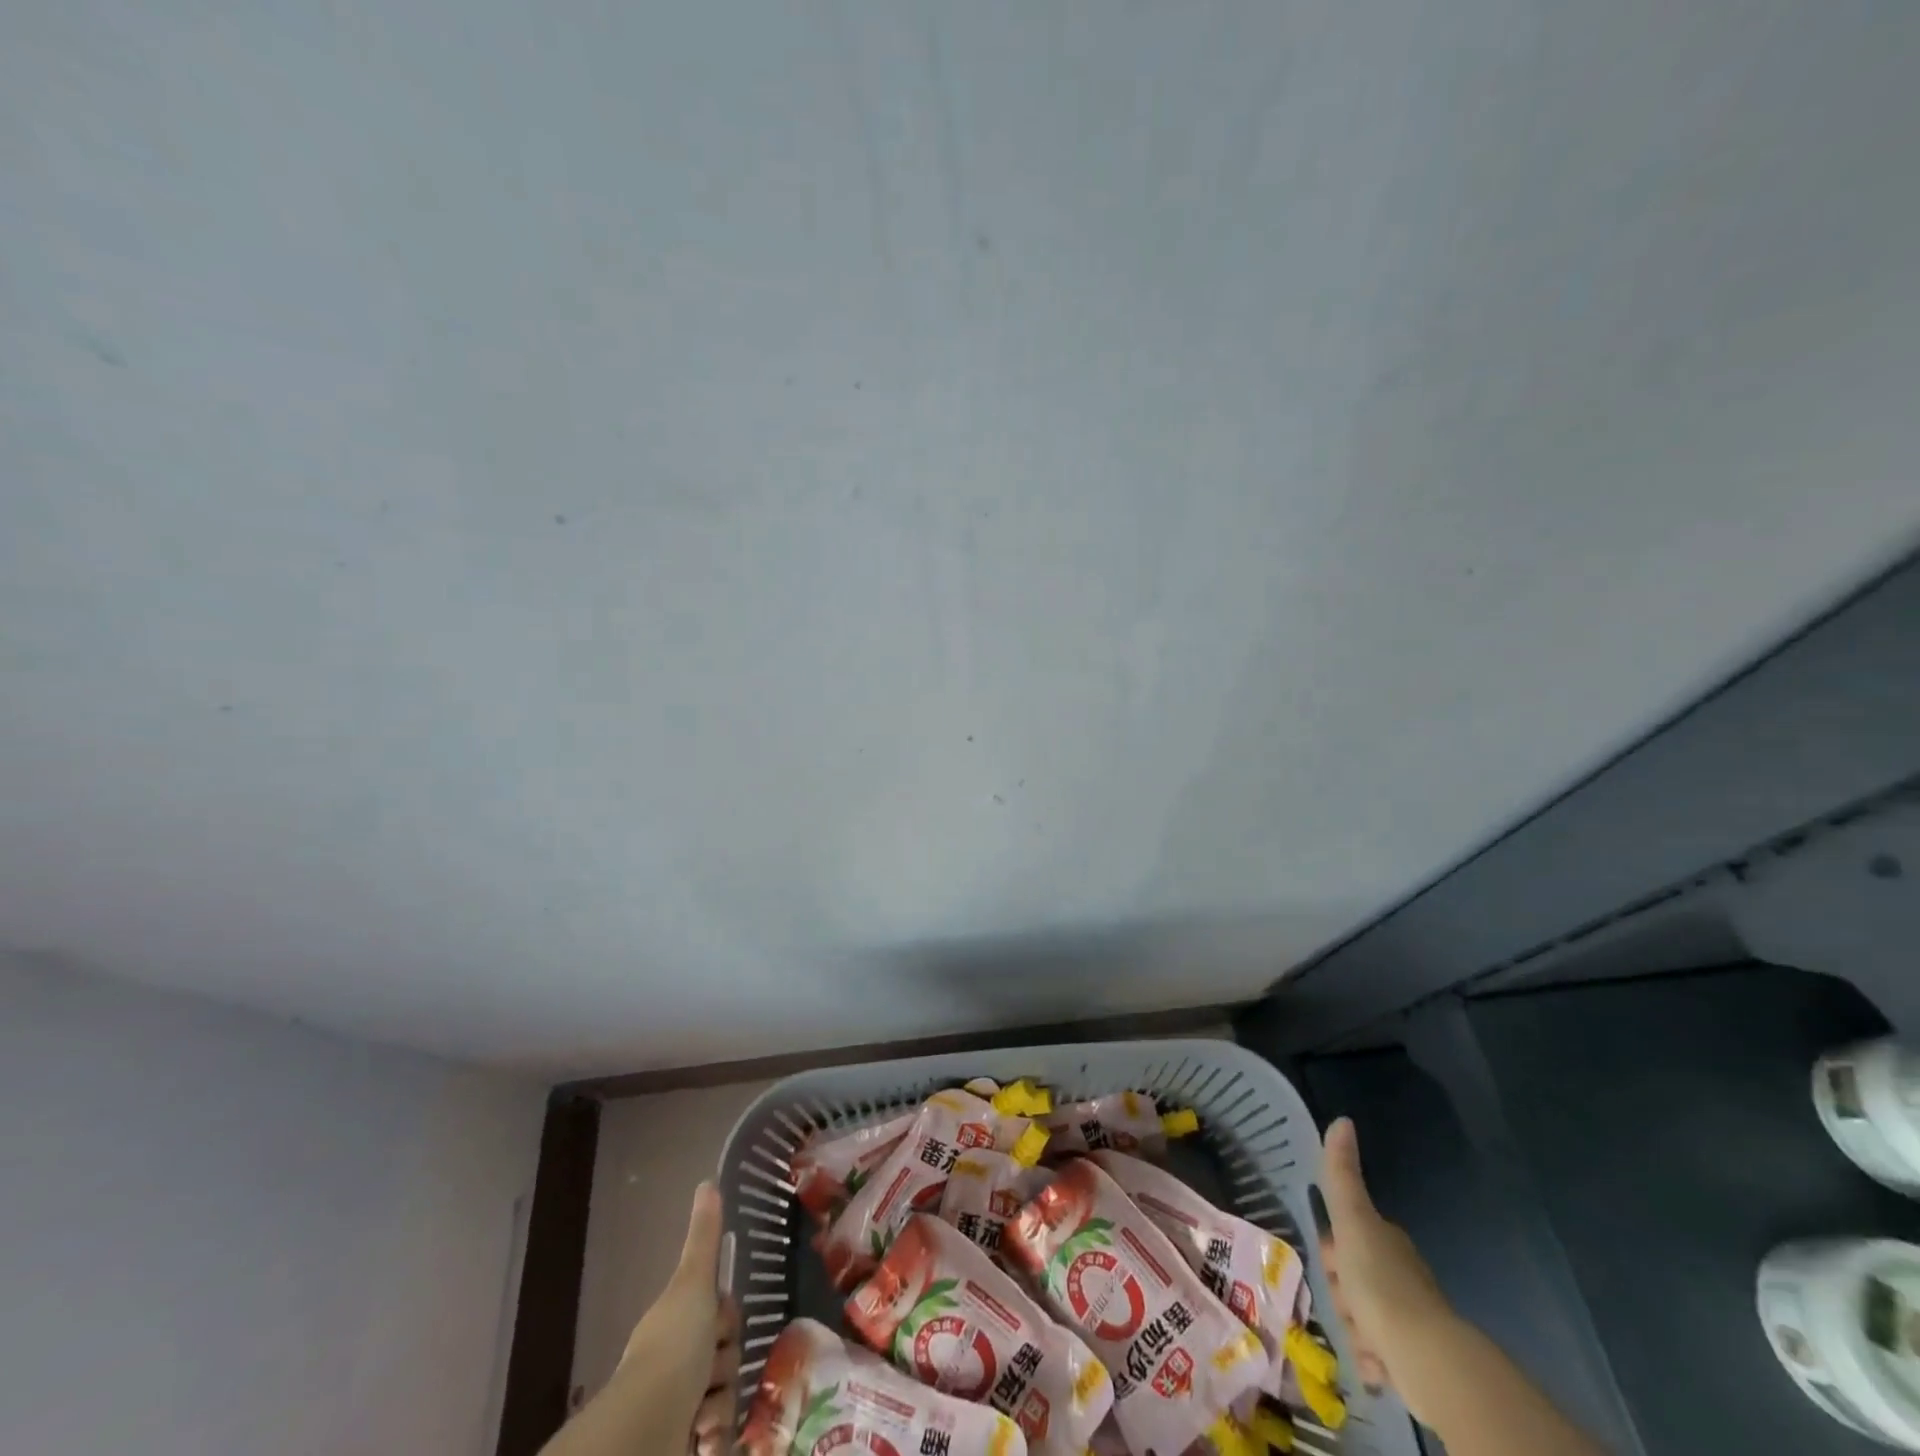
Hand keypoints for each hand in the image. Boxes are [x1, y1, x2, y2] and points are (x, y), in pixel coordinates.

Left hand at [544, 1182, 738, 1455]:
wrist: (646, 1429)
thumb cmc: (674, 1348)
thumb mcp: (693, 1284)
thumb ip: (704, 1238)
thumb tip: (708, 1181)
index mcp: (676, 1322)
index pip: (721, 1314)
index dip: (726, 1319)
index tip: (720, 1326)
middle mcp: (675, 1361)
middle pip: (725, 1353)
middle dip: (725, 1364)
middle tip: (710, 1371)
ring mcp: (678, 1405)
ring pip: (725, 1393)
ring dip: (720, 1403)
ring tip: (703, 1414)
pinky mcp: (684, 1442)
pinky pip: (718, 1433)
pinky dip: (715, 1436)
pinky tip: (705, 1438)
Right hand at [1317, 1117, 1455, 1424]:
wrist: (1425, 1357)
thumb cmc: (1380, 1283)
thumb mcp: (1352, 1221)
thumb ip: (1341, 1174)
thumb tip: (1343, 1119)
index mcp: (1384, 1241)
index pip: (1344, 1239)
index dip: (1333, 1252)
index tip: (1331, 1265)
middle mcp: (1398, 1274)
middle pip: (1350, 1279)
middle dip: (1342, 1296)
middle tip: (1348, 1305)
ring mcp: (1408, 1317)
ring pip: (1360, 1317)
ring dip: (1356, 1331)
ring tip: (1365, 1341)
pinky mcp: (1412, 1358)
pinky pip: (1378, 1355)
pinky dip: (1373, 1361)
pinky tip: (1376, 1367)